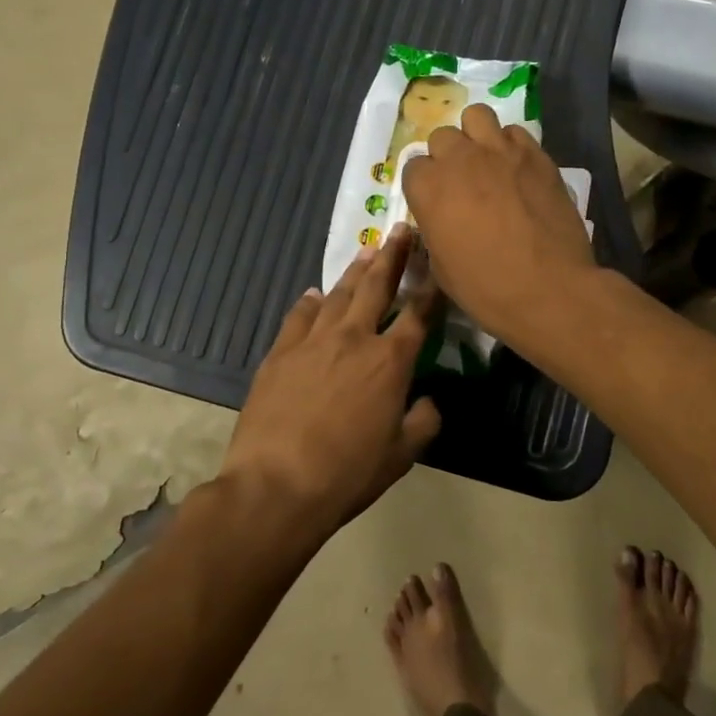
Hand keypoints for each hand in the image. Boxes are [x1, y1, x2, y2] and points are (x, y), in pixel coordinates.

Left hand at [220, 228, 441, 534]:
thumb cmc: (347, 474)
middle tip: (401, 230)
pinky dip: (310, 302)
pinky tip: (315, 294)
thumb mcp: (401, 456)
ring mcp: (312, 341)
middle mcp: (353, 339)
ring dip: (355, 271)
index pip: (419, 314)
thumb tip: (429, 400)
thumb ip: (423, 421)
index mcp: (390, 362)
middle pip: (377, 287)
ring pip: (338, 294)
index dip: (432, 287)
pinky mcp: (279, 352)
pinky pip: (299, 316)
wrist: (276, 485)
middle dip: (393, 256)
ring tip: (367, 250)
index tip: (439, 263)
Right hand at [399, 104, 598, 351]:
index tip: (435, 203)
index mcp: (428, 188)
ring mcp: (500, 151)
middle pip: (442, 137)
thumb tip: (442, 219)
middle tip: (461, 183)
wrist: (549, 289)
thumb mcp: (441, 267)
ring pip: (477, 116)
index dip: (423, 186)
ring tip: (486, 161)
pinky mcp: (536, 155)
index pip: (413, 167)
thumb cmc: (486, 288)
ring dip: (476, 136)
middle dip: (447, 157)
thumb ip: (435, 229)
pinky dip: (511, 145)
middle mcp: (460, 159)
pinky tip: (517, 169)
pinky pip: (515, 133)